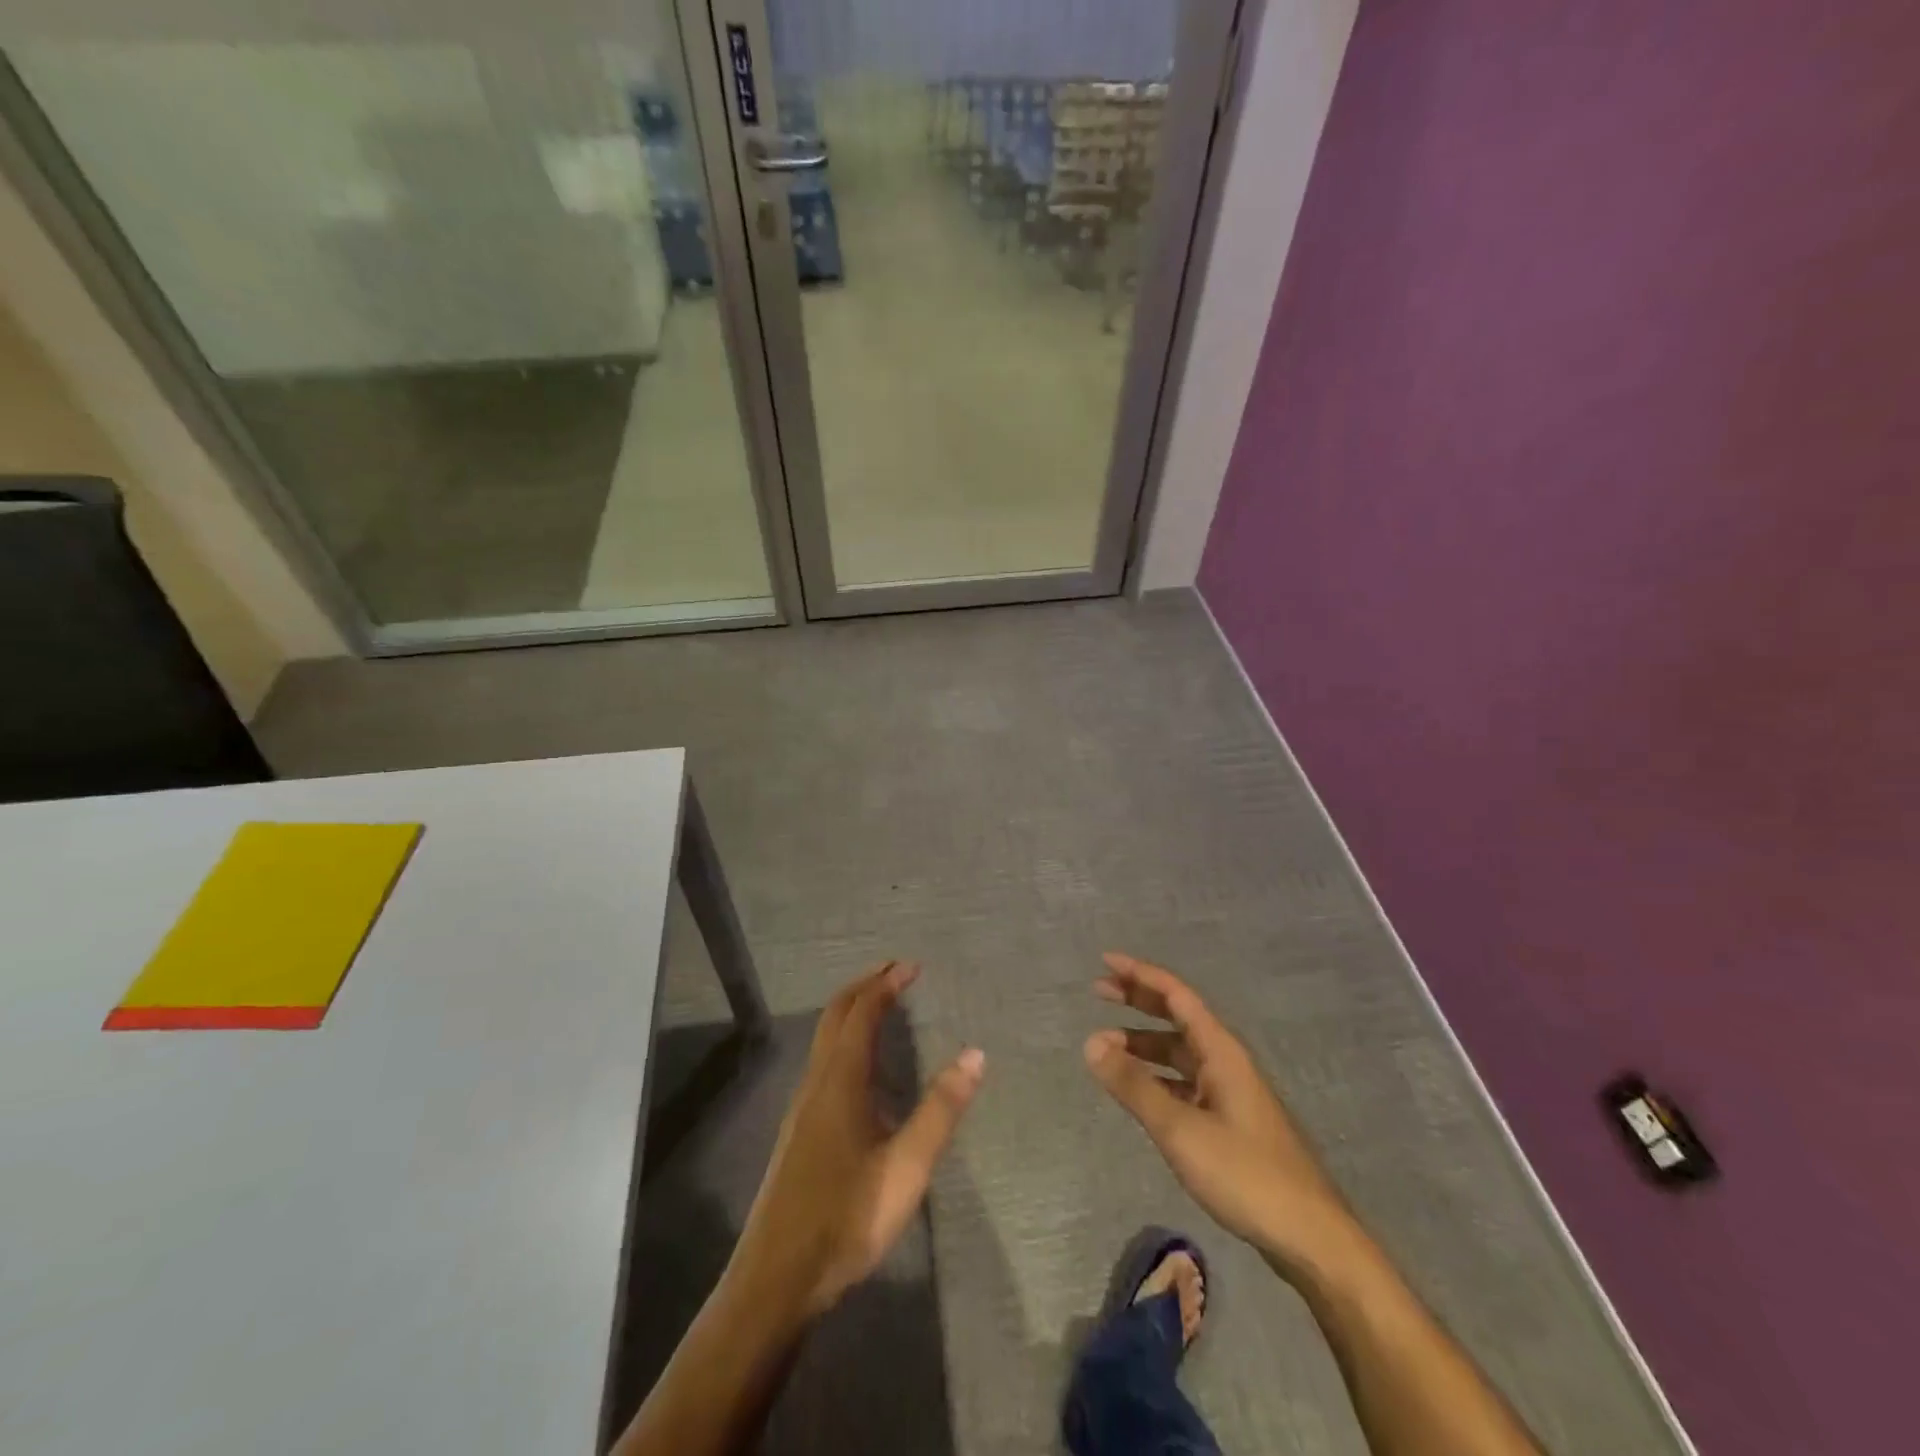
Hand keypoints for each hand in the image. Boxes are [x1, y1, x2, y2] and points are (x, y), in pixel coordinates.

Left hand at [732, 962, 985, 1319]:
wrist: (778, 1276)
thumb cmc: (847, 1216)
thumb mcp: (907, 1166)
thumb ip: (941, 1109)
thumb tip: (975, 1055)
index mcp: (841, 1080)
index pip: (863, 1012)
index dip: (886, 984)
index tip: (912, 966)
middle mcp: (817, 1081)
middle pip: (836, 1015)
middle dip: (866, 986)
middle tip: (896, 971)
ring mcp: (802, 1106)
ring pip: (825, 1038)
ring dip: (852, 1011)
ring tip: (882, 1005)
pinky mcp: (799, 1129)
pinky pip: (823, 1061)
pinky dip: (844, 1038)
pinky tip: (861, 1067)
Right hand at [1084, 952, 1358, 1282]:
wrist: (1311, 1237)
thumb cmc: (1245, 1174)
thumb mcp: (1180, 1128)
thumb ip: (1134, 1084)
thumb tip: (1090, 1042)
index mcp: (1221, 1051)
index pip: (1176, 995)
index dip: (1140, 975)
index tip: (1106, 962)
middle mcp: (1226, 1062)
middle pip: (1177, 1017)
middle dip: (1139, 1001)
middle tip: (1099, 991)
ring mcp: (1230, 1093)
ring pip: (1180, 1053)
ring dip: (1144, 1044)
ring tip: (1106, 1047)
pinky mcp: (1230, 1123)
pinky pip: (1185, 1082)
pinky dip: (1157, 1077)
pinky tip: (1139, 1090)